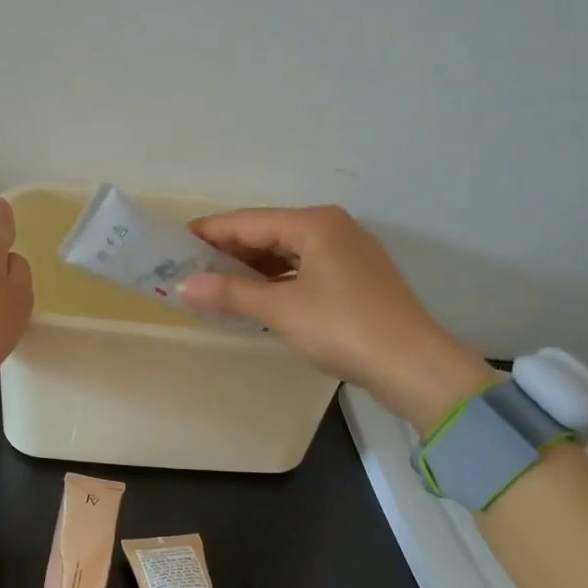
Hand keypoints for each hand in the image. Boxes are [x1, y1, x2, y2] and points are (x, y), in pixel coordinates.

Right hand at [179, 205, 492, 428]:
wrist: (413, 365)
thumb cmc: (343, 327)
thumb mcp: (281, 309)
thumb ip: (230, 293)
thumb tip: (183, 286)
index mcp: (314, 223)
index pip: (248, 221)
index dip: (209, 232)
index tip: (173, 243)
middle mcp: (332, 228)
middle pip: (268, 233)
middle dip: (228, 252)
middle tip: (188, 268)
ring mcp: (347, 253)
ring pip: (286, 253)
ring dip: (251, 269)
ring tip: (214, 284)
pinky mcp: (354, 279)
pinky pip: (302, 270)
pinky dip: (276, 282)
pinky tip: (255, 298)